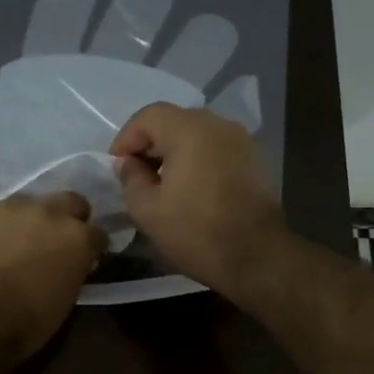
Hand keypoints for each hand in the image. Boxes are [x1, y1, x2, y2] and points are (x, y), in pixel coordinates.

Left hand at [0, 191, 105, 357]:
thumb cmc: (27, 321)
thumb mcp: (66, 299)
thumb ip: (74, 269)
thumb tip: (73, 263)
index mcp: (77, 237)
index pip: (98, 232)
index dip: (91, 246)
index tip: (85, 258)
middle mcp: (49, 212)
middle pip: (69, 201)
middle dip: (67, 217)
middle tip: (55, 240)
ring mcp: (10, 208)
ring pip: (28, 204)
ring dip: (28, 220)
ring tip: (15, 243)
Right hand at [110, 103, 287, 295]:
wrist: (257, 257)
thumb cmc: (196, 231)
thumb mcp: (147, 209)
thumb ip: (131, 178)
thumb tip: (130, 163)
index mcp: (190, 130)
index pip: (148, 116)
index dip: (126, 138)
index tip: (116, 166)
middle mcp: (218, 125)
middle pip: (174, 121)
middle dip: (150, 143)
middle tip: (136, 174)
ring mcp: (241, 141)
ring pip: (197, 134)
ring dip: (175, 152)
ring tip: (162, 183)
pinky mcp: (255, 160)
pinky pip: (216, 149)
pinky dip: (198, 160)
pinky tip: (191, 188)